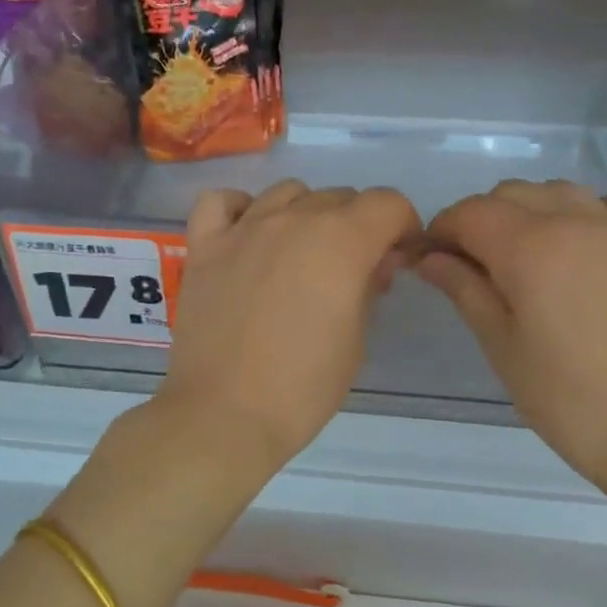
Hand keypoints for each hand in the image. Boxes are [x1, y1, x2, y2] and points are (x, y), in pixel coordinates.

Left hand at [158, 180, 419, 471]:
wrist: (225, 414)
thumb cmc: (303, 387)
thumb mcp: (357, 340)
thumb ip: (369, 288)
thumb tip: (374, 263)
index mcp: (340, 241)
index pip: (387, 203)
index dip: (403, 227)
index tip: (398, 258)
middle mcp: (292, 220)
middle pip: (339, 197)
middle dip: (358, 226)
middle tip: (353, 270)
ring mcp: (243, 230)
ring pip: (286, 192)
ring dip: (306, 214)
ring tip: (302, 254)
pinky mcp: (204, 247)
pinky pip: (220, 202)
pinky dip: (239, 209)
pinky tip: (248, 235)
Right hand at [418, 180, 606, 484]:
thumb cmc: (561, 395)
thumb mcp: (498, 343)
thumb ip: (462, 288)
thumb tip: (429, 257)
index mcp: (531, 249)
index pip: (471, 213)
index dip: (442, 229)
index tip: (431, 257)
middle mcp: (577, 223)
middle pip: (512, 193)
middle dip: (482, 219)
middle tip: (472, 262)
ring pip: (562, 190)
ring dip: (532, 210)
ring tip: (526, 252)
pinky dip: (595, 210)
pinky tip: (586, 239)